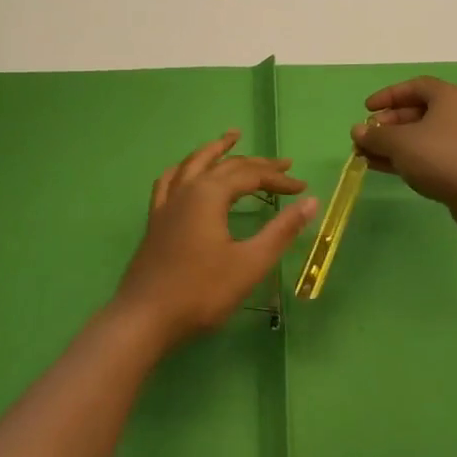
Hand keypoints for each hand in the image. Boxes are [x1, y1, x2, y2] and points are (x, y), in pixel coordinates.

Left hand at [114, 131, 317, 351]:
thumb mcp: (249, 263)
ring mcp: (167, 204)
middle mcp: (186, 189)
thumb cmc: (201, 292)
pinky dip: (184, 169)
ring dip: (215, 150)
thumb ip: (281, 231)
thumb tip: (311, 202)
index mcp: (209, 194)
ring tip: (231, 137)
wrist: (145, 318)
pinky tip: (186, 171)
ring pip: (193, 164)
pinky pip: (170, 181)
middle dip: (256, 164)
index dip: (278, 179)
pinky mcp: (156, 220)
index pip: (251, 176)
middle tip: (283, 164)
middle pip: (225, 165)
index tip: (303, 188)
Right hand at [352, 77, 456, 233]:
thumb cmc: (440, 158)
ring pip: (424, 135)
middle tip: (367, 136)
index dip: (388, 95)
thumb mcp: (400, 144)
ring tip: (368, 155)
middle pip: (418, 111)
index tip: (367, 109)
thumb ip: (375, 135)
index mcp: (449, 97)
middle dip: (388, 124)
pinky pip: (433, 152)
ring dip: (395, 143)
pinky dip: (410, 157)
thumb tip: (357, 131)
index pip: (414, 86)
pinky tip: (386, 168)